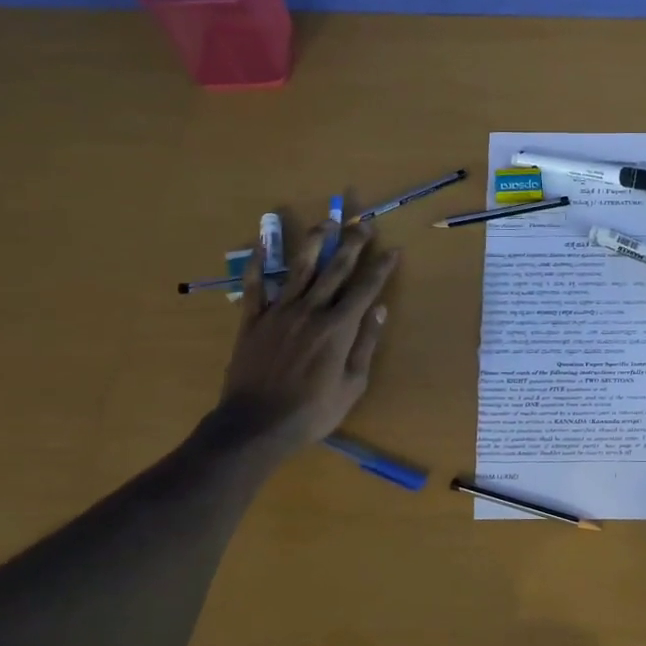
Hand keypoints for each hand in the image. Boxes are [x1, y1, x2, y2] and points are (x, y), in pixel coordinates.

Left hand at [218, 221, 399, 450]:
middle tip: (363, 224)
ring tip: (325, 222)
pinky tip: (261, 242)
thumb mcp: (352, 384)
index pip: (365, 288)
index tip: (392, 250)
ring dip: (313, 242)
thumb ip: (365, 343)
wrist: (256, 423)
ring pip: (298, 268)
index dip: (380, 268)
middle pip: (334, 269)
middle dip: (352, 244)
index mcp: (338, 327)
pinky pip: (254, 285)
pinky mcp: (252, 320)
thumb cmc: (313, 411)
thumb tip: (379, 309)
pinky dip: (257, 262)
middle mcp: (310, 310)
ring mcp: (279, 312)